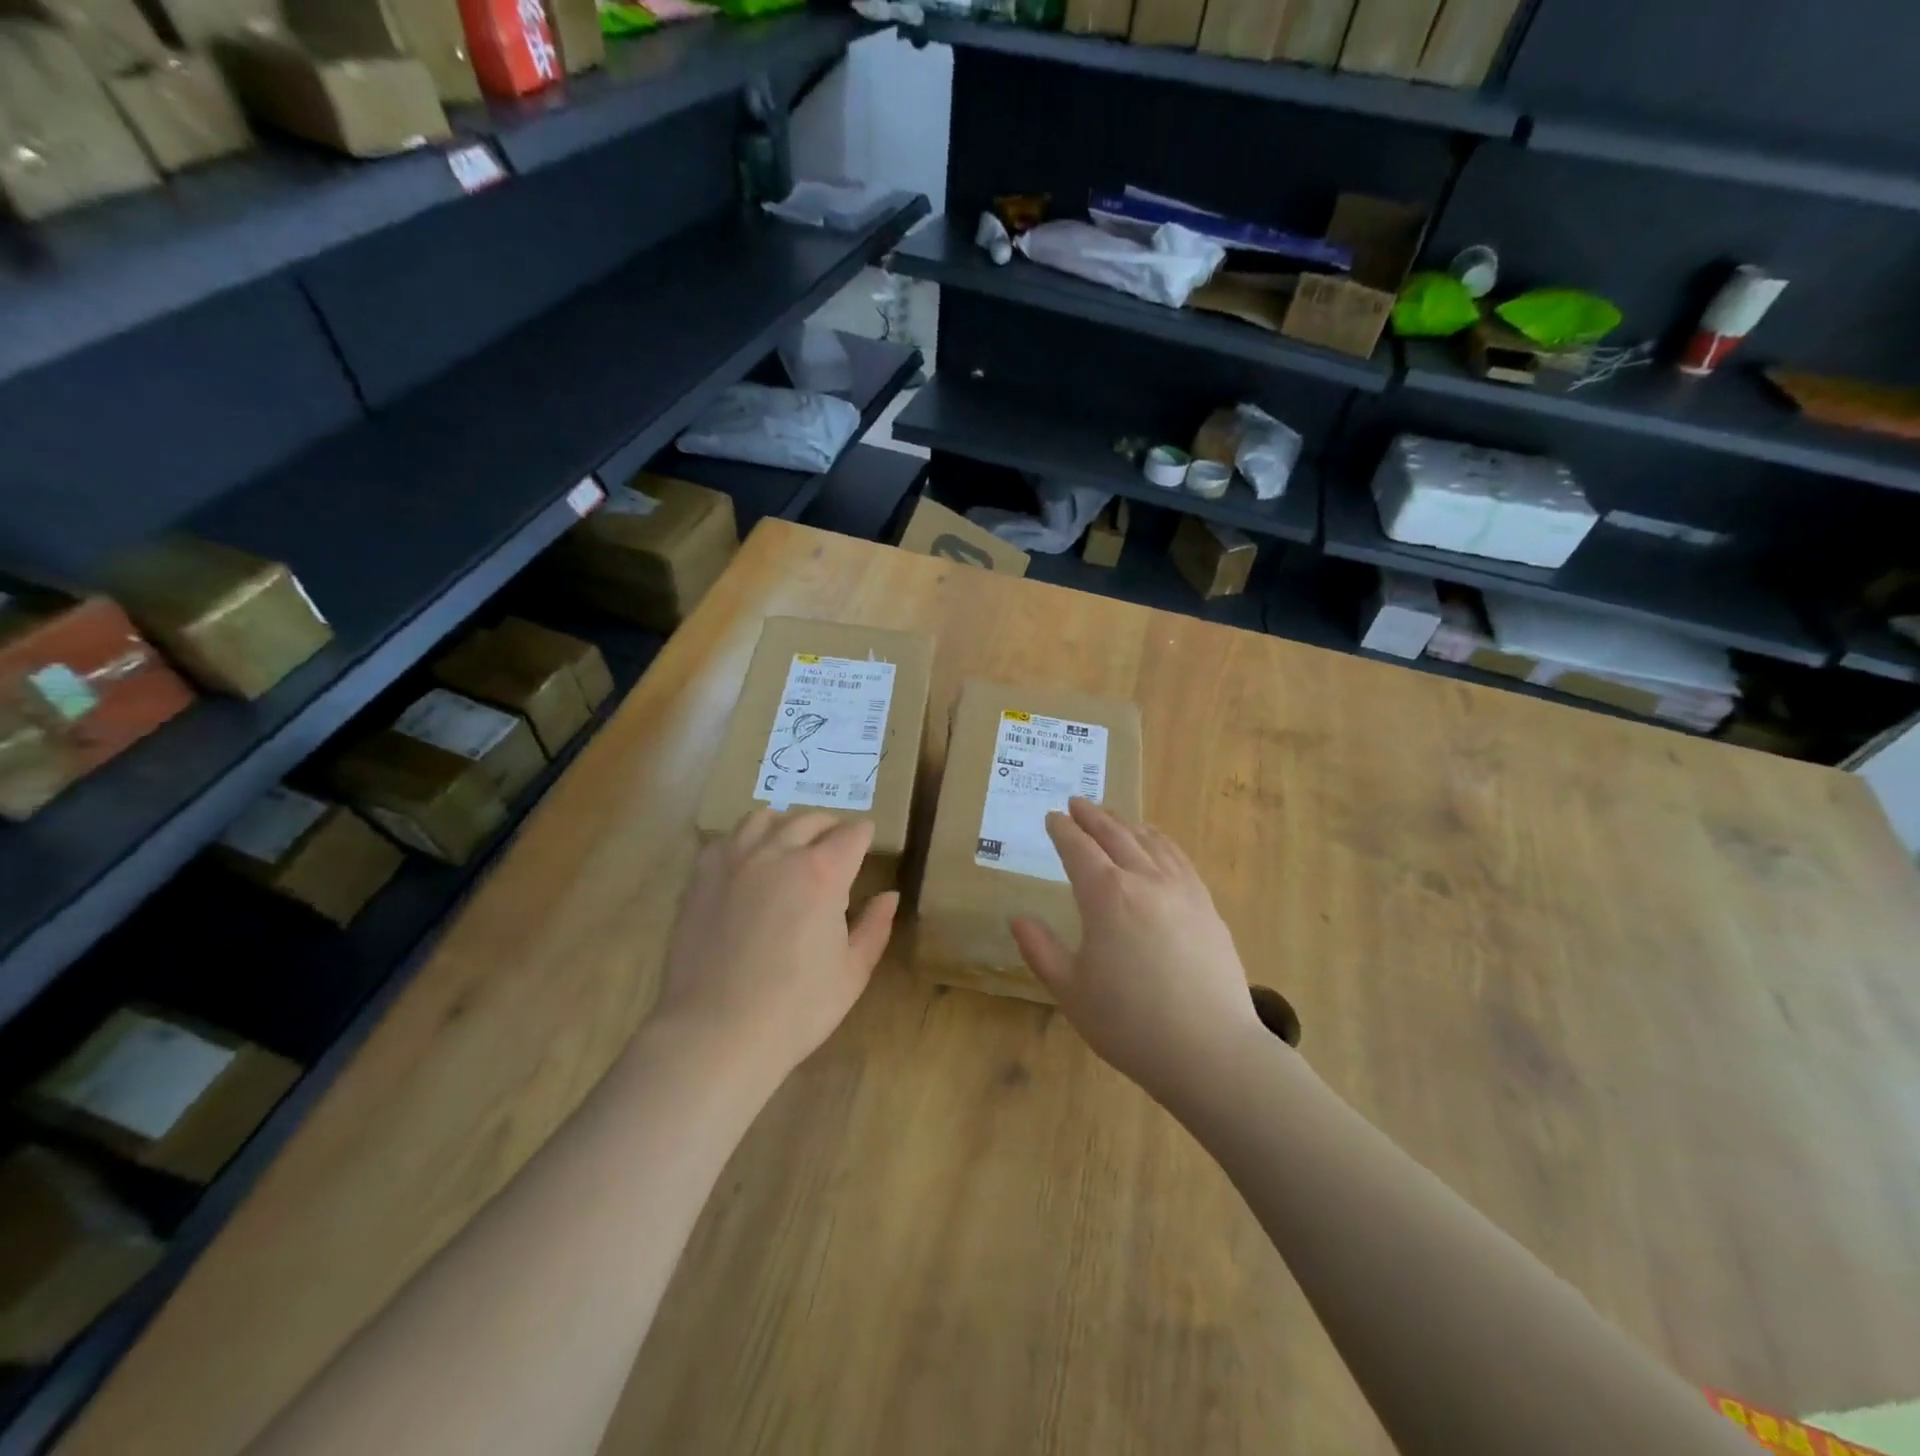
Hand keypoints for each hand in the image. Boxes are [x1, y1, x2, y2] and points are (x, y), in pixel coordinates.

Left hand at [655, 809, 898, 1076]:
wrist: (716, 1032)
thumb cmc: (796, 1008)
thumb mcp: (852, 972)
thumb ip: (875, 926)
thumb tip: (889, 895)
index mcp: (823, 872)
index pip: (851, 834)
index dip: (864, 835)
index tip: (867, 841)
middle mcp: (779, 852)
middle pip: (810, 819)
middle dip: (830, 827)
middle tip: (835, 846)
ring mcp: (735, 860)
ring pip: (765, 818)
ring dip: (786, 825)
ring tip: (790, 844)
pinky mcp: (702, 875)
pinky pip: (727, 839)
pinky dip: (746, 840)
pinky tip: (748, 862)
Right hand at [1010, 799, 1262, 1102]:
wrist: (1210, 1050)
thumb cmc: (1130, 1023)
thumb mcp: (1071, 991)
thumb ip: (1040, 950)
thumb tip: (1017, 918)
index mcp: (1105, 895)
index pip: (1078, 848)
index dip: (1062, 830)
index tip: (1051, 817)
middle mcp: (1144, 879)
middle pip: (1115, 834)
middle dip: (1092, 816)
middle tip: (1077, 803)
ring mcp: (1181, 889)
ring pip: (1150, 841)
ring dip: (1126, 824)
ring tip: (1113, 817)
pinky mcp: (1207, 906)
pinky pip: (1179, 858)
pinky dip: (1161, 841)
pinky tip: (1158, 844)